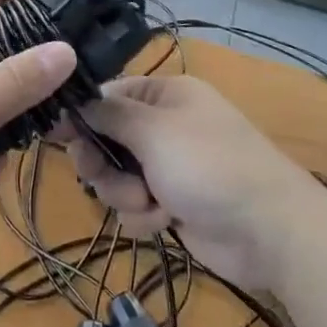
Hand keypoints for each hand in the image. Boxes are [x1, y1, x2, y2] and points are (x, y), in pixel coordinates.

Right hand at [60, 76, 316, 288]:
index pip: (108, 96)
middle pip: (107, 139)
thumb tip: (72, 98)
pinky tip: (166, 220)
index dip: (81, 116)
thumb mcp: (154, 131)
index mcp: (165, 95)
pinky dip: (145, 214)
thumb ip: (108, 115)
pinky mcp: (174, 202)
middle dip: (105, 163)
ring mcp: (169, 166)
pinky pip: (136, 204)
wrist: (271, 231)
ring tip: (150, 203)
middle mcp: (165, 126)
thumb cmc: (210, 165)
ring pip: (118, 176)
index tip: (55, 134)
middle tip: (103, 176)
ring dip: (125, 193)